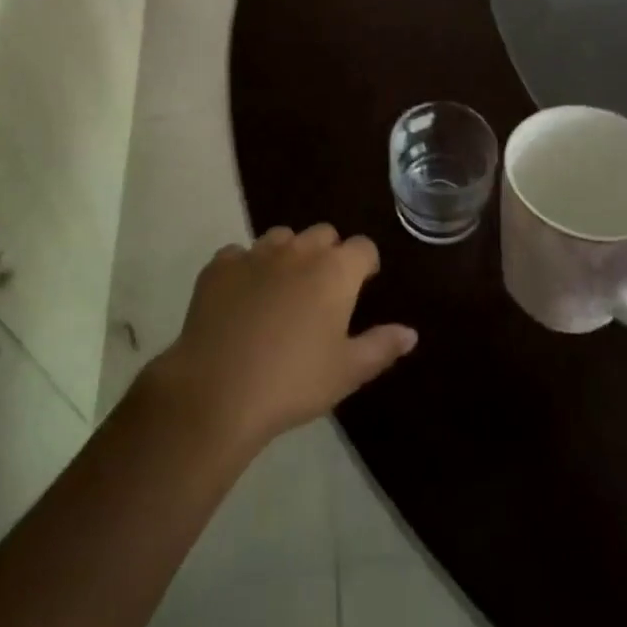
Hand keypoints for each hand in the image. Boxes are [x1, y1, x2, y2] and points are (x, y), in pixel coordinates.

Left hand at [143, 225, 417, 458]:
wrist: (216, 392)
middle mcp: (298, 251)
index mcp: (335, 271)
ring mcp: (256, 253)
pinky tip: (242, 297)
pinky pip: (239, 254)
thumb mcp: (347, 372)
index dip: (366, 265)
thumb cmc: (293, 382)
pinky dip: (246, 268)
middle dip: (328, 254)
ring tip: (283, 290)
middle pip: (323, 234)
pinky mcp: (219, 266)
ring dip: (289, 255)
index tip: (362, 286)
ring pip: (281, 238)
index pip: (363, 247)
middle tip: (323, 291)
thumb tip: (410, 332)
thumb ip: (381, 346)